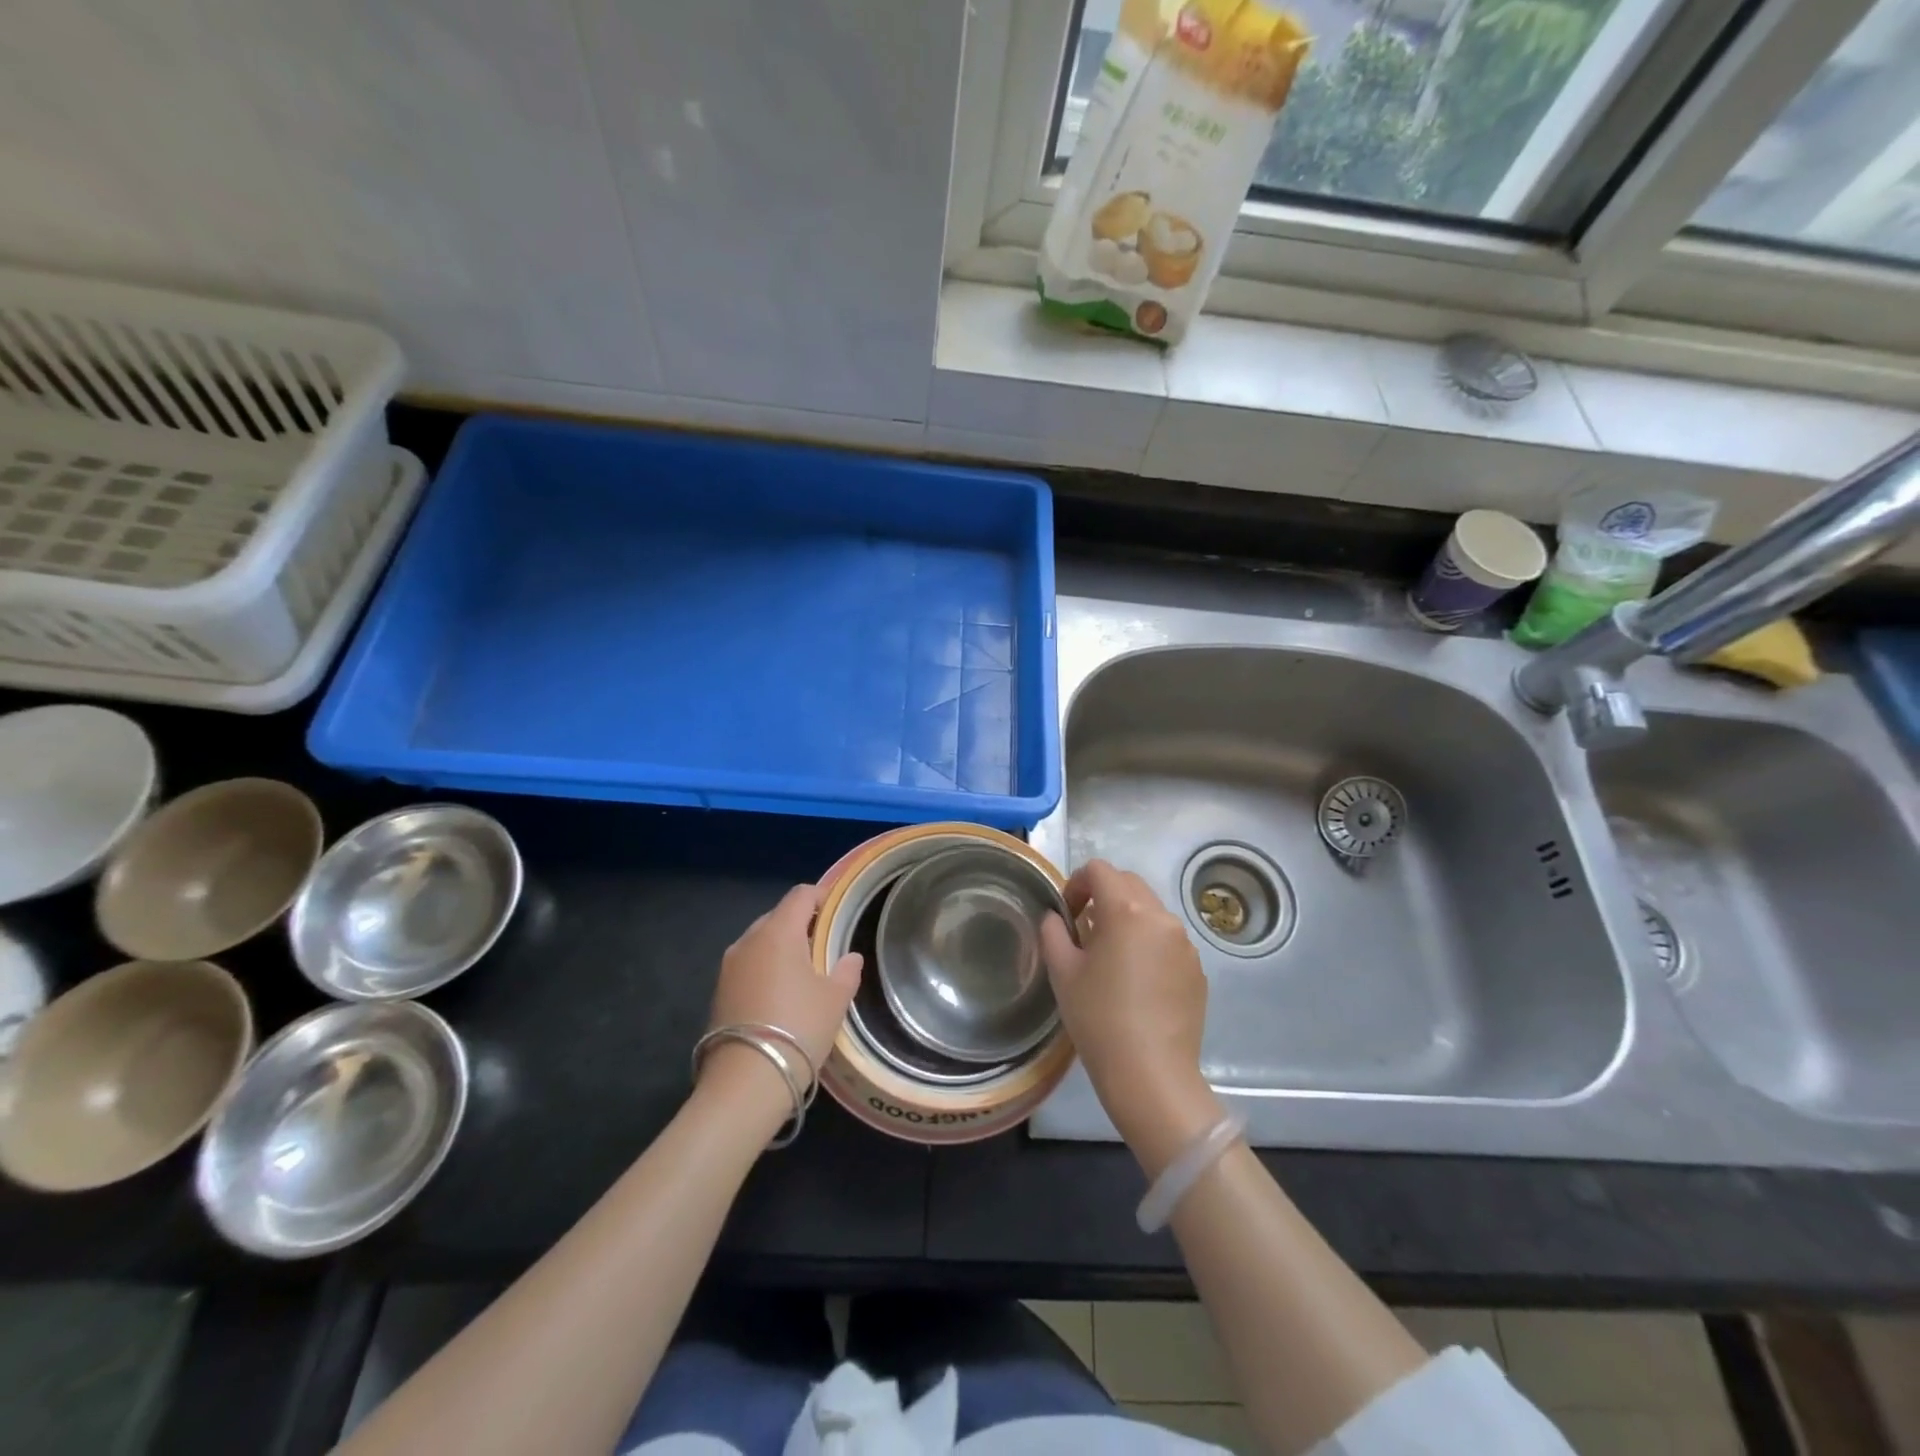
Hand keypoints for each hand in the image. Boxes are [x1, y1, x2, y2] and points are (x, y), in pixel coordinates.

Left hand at [700, 884, 861, 1115]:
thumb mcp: (835, 999)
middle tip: (824, 945)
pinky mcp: (718, 991)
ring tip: (803, 972)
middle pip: (778, 916)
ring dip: (781, 948)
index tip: (837, 911)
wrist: (746, 1081)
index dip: (821, 896)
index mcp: (779, 932)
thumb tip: (850, 957)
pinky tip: (780, 995)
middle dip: (801, 924)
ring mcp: (729, 966)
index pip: (800, 895)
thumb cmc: (799, 1028)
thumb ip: (847, 970)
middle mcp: (749, 940)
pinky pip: (748, 965)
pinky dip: (765, 969)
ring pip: (760, 942)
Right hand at [1040, 860, 1220, 1172]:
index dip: (1076, 883)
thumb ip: (1054, 932)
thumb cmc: (1098, 1018)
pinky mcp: (1197, 969)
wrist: (1150, 1074)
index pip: (1099, 870)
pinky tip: (1136, 982)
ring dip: (1127, 919)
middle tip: (1084, 930)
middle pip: (1129, 884)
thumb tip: (1056, 917)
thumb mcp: (1062, 972)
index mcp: (1126, 910)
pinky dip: (1148, 944)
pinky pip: (1168, 940)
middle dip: (1103, 896)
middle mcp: (1161, 917)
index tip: (1066, 913)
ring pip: (1151, 912)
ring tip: (1110, 957)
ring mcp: (1185, 943)